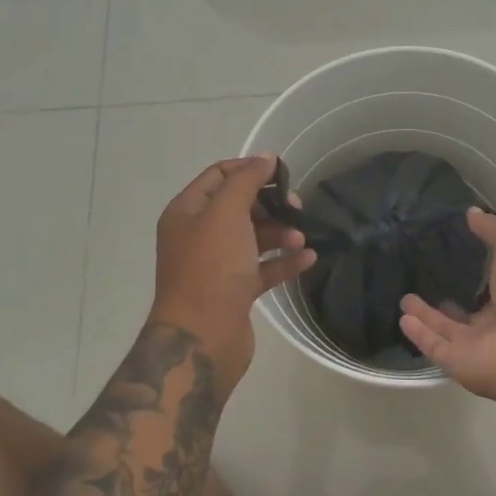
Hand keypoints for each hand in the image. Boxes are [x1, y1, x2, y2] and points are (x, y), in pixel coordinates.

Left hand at [149, 155, 315, 388]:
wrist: (202, 337)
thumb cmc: (211, 268)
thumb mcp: (226, 213)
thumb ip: (246, 180)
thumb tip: (266, 158)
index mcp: (187, 212)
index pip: (219, 176)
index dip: (250, 169)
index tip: (283, 173)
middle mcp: (198, 235)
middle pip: (239, 206)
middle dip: (270, 204)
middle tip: (297, 208)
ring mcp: (216, 265)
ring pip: (253, 238)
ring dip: (280, 233)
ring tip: (301, 238)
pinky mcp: (234, 292)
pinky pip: (263, 268)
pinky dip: (284, 261)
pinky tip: (309, 258)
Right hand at [399, 209, 495, 399]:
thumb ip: (494, 230)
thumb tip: (471, 213)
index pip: (489, 281)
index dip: (473, 268)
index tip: (449, 250)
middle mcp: (495, 321)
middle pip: (465, 309)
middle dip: (445, 296)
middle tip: (421, 278)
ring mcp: (476, 345)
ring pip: (445, 327)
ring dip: (426, 314)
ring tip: (404, 298)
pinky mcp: (457, 362)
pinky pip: (434, 346)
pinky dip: (418, 333)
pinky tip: (403, 317)